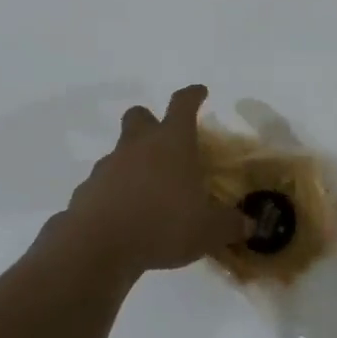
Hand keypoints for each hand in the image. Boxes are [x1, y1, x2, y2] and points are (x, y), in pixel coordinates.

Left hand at [60, 86, 248, 279]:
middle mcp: (138, 144)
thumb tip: (248, 224)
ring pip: (121, 150)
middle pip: (140, 116)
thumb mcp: (208, 231)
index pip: (183, 104)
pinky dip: (115, 191)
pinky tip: (126, 215)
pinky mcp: (88, 189)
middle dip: (151, 121)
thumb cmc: (162, 224)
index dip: (193, 95)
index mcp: (172, 142)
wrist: (98, 244)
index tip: (200, 92)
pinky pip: (105, 182)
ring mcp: (109, 164)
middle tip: (165, 141)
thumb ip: (230, 225)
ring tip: (149, 191)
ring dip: (133, 162)